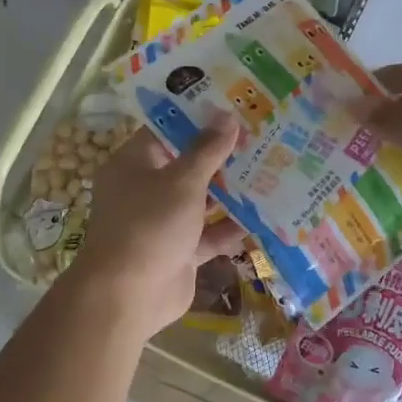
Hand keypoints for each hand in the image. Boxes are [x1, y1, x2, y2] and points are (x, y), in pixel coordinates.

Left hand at [63, 122, 245, 340]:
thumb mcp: (182, 181)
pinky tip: (265, 216)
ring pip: (201, 201)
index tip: (233, 107)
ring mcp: (164, 223)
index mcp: (134, 164)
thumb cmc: (150, 225)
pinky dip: (231, 228)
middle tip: (262, 137)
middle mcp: (146, 190)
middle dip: (223, 156)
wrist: (129, 295)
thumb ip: (207, 150)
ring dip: (232, 192)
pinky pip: (209, 234)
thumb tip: (226, 116)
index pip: (166, 132)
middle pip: (188, 166)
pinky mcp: (180, 252)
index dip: (197, 119)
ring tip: (272, 170)